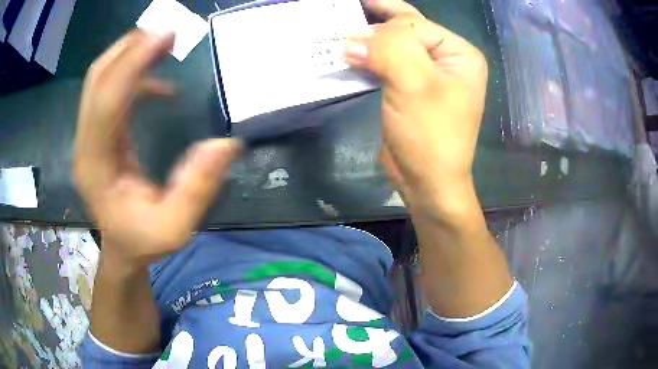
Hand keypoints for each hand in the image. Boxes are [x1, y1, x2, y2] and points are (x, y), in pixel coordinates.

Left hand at [73, 30, 241, 269]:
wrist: (121, 248)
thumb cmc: (144, 241)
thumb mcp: (176, 228)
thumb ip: (197, 190)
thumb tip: (226, 144)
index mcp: (96, 167)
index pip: (106, 102)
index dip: (133, 64)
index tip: (166, 36)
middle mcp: (86, 144)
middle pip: (96, 80)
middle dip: (129, 48)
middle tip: (167, 32)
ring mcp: (89, 136)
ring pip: (99, 80)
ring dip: (129, 55)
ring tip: (164, 44)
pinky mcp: (98, 133)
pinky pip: (110, 91)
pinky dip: (133, 76)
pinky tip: (159, 83)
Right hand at [344, 0, 487, 219]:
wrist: (427, 182)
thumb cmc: (430, 135)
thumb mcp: (414, 84)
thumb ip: (388, 50)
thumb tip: (352, 39)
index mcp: (459, 54)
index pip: (416, 25)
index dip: (383, 27)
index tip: (349, 32)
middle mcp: (447, 60)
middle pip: (408, 30)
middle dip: (376, 24)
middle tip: (346, 13)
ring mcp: (429, 74)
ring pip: (395, 46)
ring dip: (369, 41)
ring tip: (343, 33)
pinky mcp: (411, 89)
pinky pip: (388, 64)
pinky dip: (369, 59)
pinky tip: (352, 56)